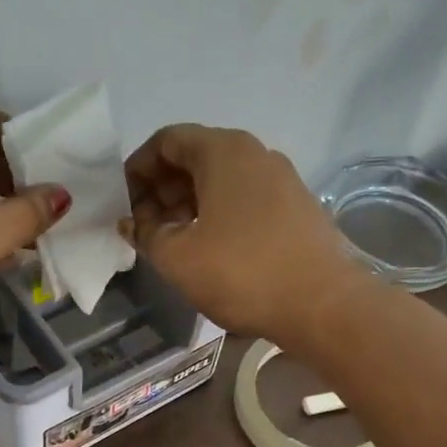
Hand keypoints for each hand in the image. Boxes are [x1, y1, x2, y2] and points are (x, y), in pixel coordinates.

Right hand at [120, 124, 359, 341]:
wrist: (323, 305)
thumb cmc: (242, 272)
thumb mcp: (177, 256)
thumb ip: (144, 233)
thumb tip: (131, 223)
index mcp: (224, 151)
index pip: (167, 140)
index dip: (137, 168)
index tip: (123, 203)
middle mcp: (255, 154)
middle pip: (194, 157)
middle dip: (160, 188)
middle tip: (142, 226)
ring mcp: (281, 179)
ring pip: (220, 179)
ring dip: (186, 203)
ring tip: (170, 241)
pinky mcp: (295, 207)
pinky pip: (243, 197)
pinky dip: (216, 213)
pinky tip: (207, 248)